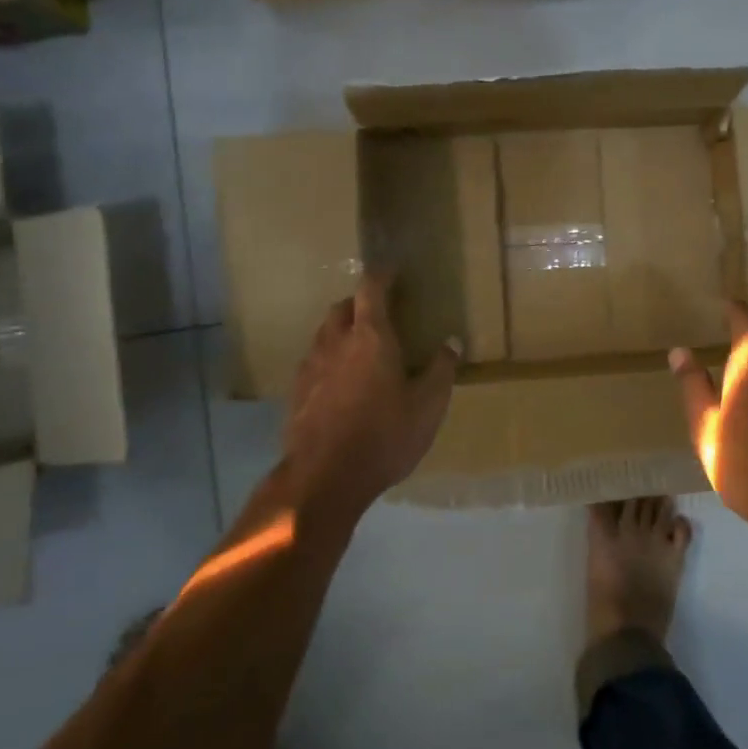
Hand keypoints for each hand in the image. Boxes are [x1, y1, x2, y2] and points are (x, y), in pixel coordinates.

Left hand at [281, 273, 459, 519]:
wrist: (323, 478)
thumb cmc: (384, 436)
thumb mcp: (428, 406)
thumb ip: (441, 370)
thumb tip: (451, 342)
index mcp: (370, 337)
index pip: (371, 290)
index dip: (382, 275)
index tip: (392, 270)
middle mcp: (336, 343)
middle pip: (342, 308)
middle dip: (359, 302)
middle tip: (379, 311)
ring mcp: (311, 367)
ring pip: (324, 333)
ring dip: (341, 329)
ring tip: (359, 345)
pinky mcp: (296, 393)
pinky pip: (314, 361)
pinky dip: (328, 358)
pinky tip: (339, 381)